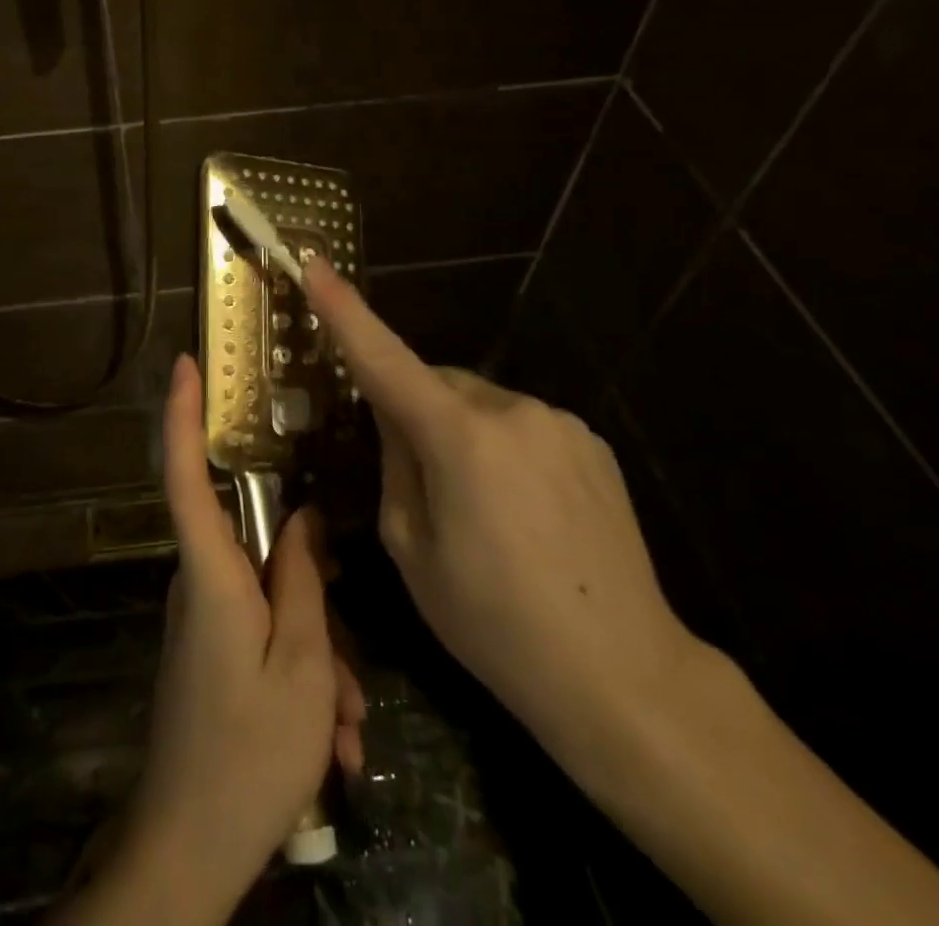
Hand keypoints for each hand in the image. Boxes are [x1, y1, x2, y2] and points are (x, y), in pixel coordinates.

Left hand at [101, 355, 363, 925]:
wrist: (191, 851)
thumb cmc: (249, 753)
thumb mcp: (302, 664)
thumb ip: (305, 580)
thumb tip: (308, 517)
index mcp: (211, 574)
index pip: (186, 474)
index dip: (182, 415)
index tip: (185, 363)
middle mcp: (200, 585)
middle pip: (260, 553)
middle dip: (314, 599)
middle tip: (349, 676)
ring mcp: (204, 620)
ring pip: (274, 605)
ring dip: (318, 657)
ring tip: (344, 727)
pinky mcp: (212, 652)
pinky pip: (265, 638)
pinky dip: (303, 678)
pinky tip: (331, 741)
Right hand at [300, 257, 705, 758]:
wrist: (622, 674)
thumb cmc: (494, 621)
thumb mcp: (411, 547)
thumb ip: (394, 463)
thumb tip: (394, 417)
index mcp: (460, 439)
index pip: (385, 359)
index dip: (345, 311)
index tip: (316, 264)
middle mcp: (512, 411)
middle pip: (436, 384)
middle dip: (414, 411)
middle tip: (417, 480)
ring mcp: (560, 422)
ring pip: (480, 405)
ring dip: (461, 432)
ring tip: (481, 510)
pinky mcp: (592, 442)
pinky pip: (522, 425)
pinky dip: (503, 448)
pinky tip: (524, 512)